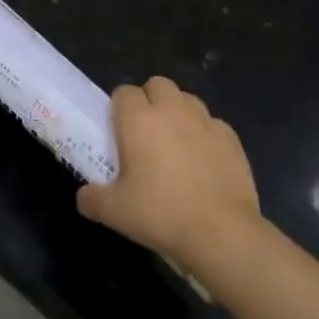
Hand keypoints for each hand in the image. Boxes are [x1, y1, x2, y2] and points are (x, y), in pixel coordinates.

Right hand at [78, 78, 265, 275]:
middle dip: (149, 100)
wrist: (222, 234)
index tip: (117, 131)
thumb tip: (86, 196)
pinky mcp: (232, 140)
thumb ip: (91, 198)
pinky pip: (212, 124)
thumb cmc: (160, 214)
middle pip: (158, 84)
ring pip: (187, 99)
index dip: (119, 108)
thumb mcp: (113, 212)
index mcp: (138, 120)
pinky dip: (204, 134)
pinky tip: (202, 160)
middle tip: (145, 132)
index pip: (124, 92)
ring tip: (174, 143)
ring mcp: (206, 123)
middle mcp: (172, 111)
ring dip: (177, 112)